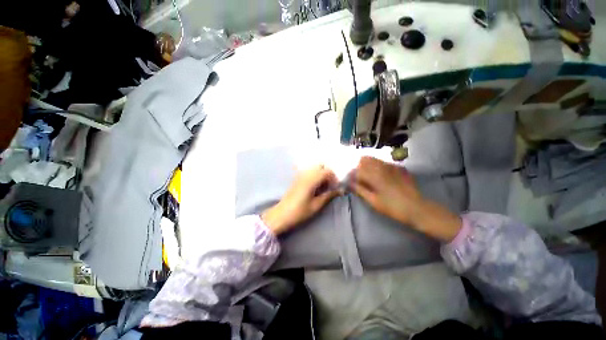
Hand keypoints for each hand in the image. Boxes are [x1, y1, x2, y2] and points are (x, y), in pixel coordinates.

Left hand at [262, 165, 340, 234]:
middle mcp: (305, 174)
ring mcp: (300, 176)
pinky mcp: (297, 179)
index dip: (334, 178)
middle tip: (330, 186)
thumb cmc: (299, 212)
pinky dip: (315, 175)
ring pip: (314, 168)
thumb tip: (340, 190)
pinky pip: (309, 172)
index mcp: (311, 180)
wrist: (281, 214)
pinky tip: (315, 186)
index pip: (327, 171)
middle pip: (321, 166)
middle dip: (328, 174)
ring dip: (321, 174)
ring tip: (323, 187)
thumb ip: (328, 195)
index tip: (336, 187)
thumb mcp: (316, 205)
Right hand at [349, 156, 461, 241]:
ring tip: (367, 175)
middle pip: (365, 159)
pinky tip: (380, 175)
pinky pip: (384, 162)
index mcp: (373, 175)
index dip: (351, 173)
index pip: (357, 169)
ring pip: (374, 159)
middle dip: (359, 166)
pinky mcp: (398, 168)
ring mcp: (391, 166)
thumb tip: (349, 183)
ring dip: (367, 164)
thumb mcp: (373, 201)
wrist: (417, 208)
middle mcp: (381, 167)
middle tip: (358, 176)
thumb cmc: (392, 207)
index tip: (349, 179)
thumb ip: (360, 190)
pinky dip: (377, 165)